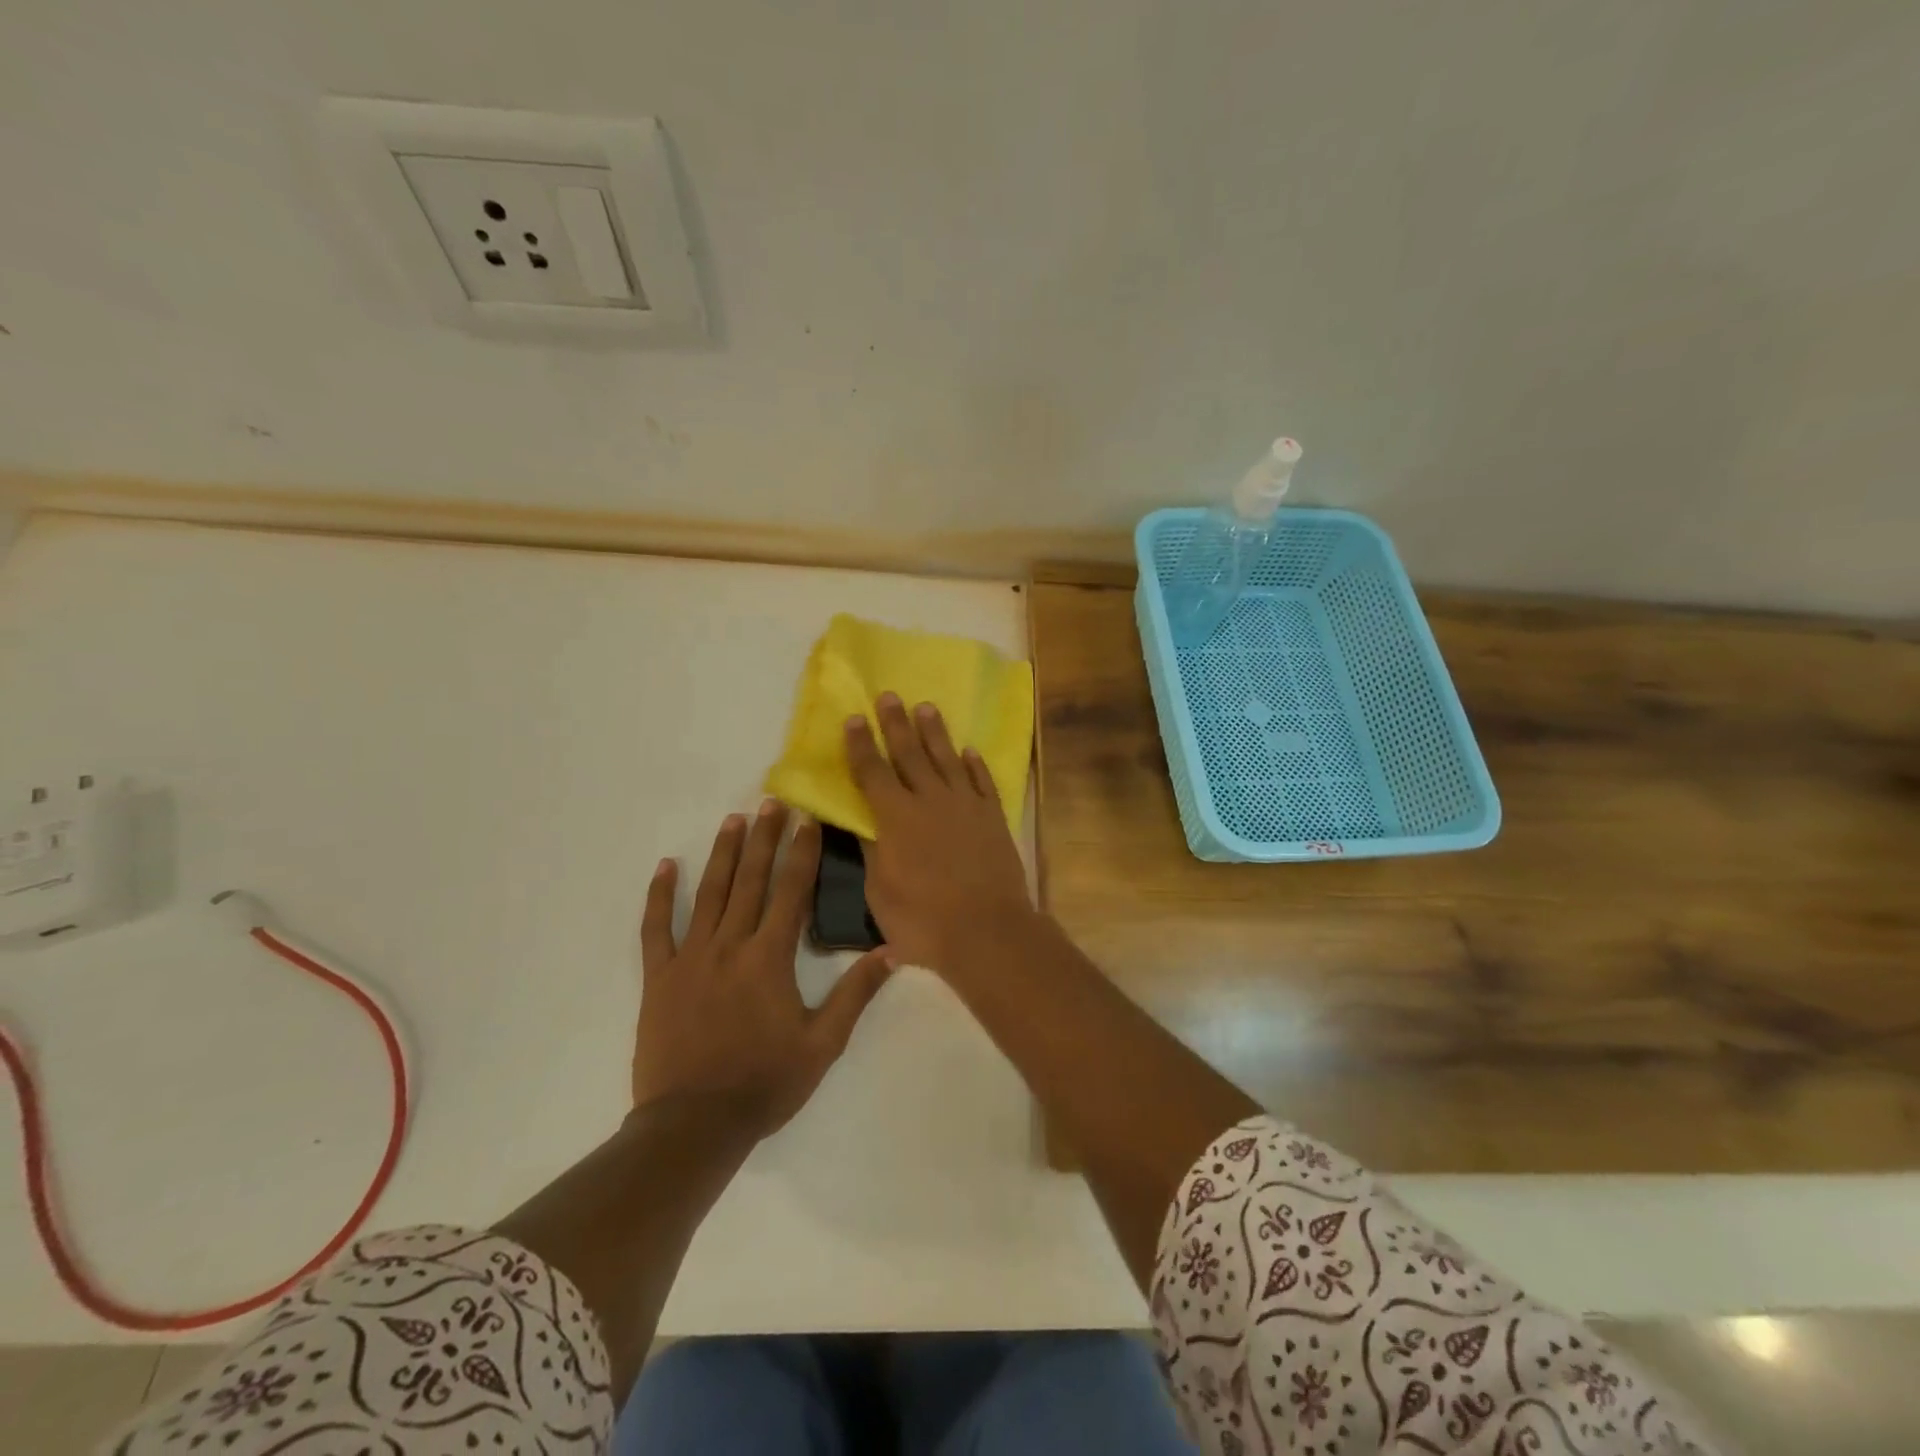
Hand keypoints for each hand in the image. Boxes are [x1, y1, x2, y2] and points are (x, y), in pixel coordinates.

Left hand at [634, 801, 891, 1136]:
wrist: (694, 1126)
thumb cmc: (765, 1083)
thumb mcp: (823, 1044)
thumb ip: (855, 994)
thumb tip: (891, 951)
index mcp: (770, 958)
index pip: (791, 892)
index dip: (801, 852)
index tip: (807, 819)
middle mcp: (730, 946)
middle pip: (751, 881)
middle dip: (764, 838)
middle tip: (771, 801)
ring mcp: (690, 958)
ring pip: (709, 894)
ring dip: (723, 854)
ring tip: (733, 819)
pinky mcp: (659, 977)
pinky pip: (656, 929)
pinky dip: (660, 896)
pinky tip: (667, 866)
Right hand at [844, 693, 1037, 975]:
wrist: (987, 931)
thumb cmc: (924, 921)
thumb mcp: (881, 892)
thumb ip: (873, 852)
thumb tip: (864, 823)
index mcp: (896, 818)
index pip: (872, 772)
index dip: (860, 744)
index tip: (853, 718)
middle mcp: (930, 801)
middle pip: (910, 754)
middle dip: (896, 724)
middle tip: (889, 696)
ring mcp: (966, 806)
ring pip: (948, 759)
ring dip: (935, 733)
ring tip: (926, 707)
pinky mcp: (993, 817)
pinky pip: (982, 781)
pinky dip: (975, 764)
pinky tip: (969, 751)